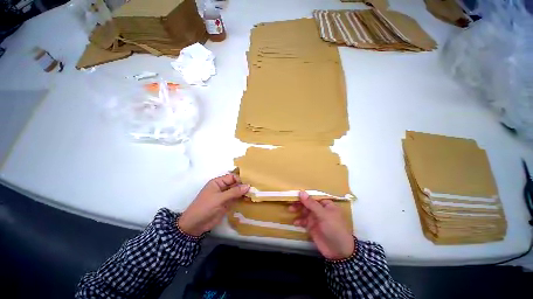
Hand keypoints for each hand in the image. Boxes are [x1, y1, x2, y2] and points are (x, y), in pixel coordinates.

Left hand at [178, 174, 248, 236]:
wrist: (195, 225)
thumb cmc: (205, 207)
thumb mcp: (219, 198)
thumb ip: (234, 192)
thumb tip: (248, 186)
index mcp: (218, 182)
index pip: (232, 177)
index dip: (240, 179)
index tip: (250, 183)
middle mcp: (222, 187)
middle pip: (235, 184)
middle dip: (243, 186)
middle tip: (255, 188)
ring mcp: (225, 196)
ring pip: (236, 192)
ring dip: (244, 193)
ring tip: (254, 194)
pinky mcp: (226, 204)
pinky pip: (236, 199)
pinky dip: (242, 199)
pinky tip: (249, 200)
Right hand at [289, 191, 354, 259]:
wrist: (339, 251)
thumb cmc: (334, 229)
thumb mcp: (324, 215)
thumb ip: (312, 204)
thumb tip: (302, 192)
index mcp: (326, 204)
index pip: (313, 196)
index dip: (305, 195)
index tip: (295, 193)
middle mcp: (320, 210)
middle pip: (308, 203)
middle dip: (299, 203)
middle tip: (291, 202)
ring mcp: (316, 218)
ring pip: (304, 211)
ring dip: (297, 210)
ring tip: (290, 210)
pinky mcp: (312, 227)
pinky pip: (303, 221)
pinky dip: (299, 220)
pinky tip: (295, 222)